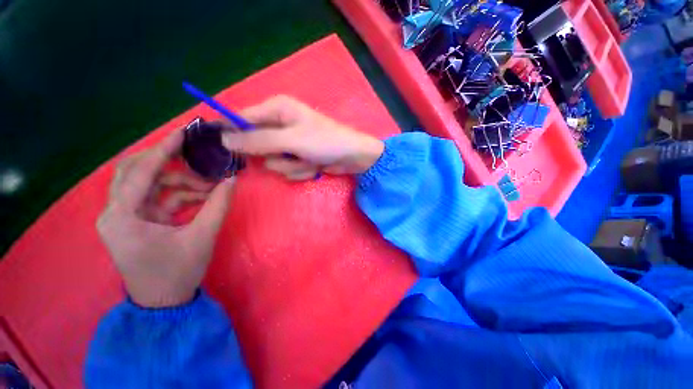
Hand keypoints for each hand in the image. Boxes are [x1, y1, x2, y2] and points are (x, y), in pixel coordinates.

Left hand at [97, 130, 233, 307]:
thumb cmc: (178, 272)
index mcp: (123, 217)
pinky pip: (158, 197)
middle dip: (168, 162)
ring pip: (149, 183)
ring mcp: (125, 216)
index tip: (184, 133)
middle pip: (135, 171)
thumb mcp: (202, 236)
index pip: (140, 172)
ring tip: (211, 187)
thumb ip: (218, 204)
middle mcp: (115, 212)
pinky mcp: (137, 220)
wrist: (163, 302)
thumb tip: (232, 179)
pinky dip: (181, 194)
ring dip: (181, 181)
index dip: (163, 150)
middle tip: (197, 158)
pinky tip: (203, 197)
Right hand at [221, 95, 384, 179]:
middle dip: (274, 156)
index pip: (242, 118)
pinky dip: (301, 170)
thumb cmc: (325, 142)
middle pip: (257, 145)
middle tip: (289, 155)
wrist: (353, 157)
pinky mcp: (297, 157)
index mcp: (277, 109)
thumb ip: (259, 140)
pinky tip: (315, 165)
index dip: (232, 133)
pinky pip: (288, 169)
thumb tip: (226, 140)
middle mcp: (280, 125)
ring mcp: (289, 144)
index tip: (224, 148)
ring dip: (292, 165)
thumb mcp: (292, 140)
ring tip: (309, 160)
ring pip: (274, 162)